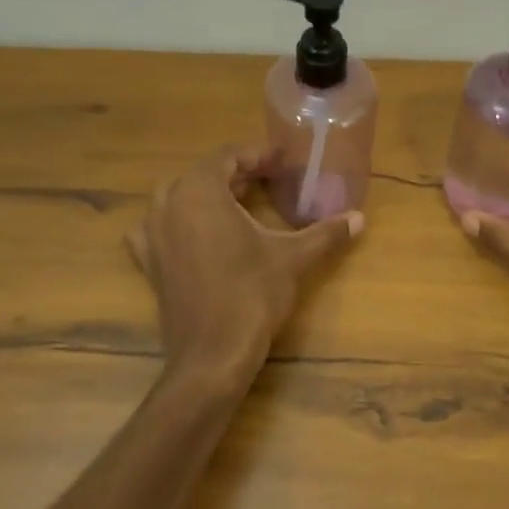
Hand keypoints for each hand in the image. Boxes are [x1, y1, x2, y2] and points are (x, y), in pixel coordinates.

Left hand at [128, 146, 363, 378]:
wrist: (212, 354)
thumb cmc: (252, 295)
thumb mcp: (293, 258)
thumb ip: (325, 232)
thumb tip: (359, 217)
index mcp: (200, 192)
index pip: (228, 156)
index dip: (258, 155)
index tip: (283, 161)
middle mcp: (169, 205)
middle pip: (202, 174)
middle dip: (235, 173)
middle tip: (268, 181)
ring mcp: (153, 234)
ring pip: (177, 197)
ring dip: (206, 195)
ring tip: (238, 204)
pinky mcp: (149, 262)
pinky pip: (157, 228)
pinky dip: (177, 222)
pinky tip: (194, 234)